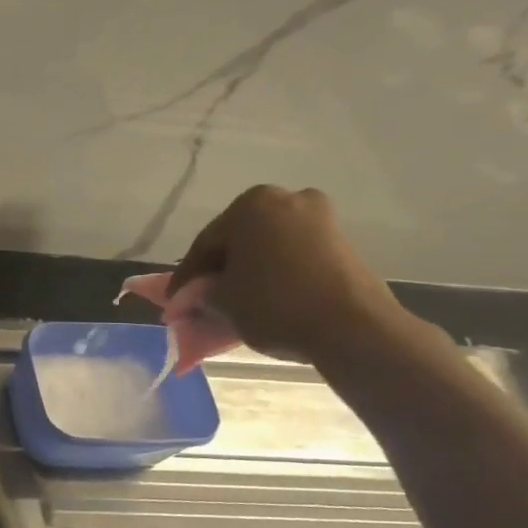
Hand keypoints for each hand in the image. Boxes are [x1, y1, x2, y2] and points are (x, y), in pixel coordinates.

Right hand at [168, 185, 407, 360]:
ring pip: (266, 247)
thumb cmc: (275, 304)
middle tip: (201, 299)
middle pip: (237, 240)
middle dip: (219, 269)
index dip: (186, 278)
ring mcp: (319, 218)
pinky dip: (274, 273)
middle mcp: (286, 199)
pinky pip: (293, 255)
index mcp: (250, 205)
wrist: (353, 328)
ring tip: (233, 301)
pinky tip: (263, 297)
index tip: (174, 303)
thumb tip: (192, 298)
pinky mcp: (341, 242)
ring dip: (247, 271)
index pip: (204, 245)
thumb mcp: (222, 301)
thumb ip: (201, 294)